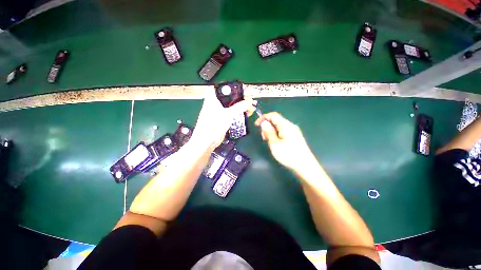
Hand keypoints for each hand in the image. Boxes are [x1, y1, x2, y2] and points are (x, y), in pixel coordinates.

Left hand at [192, 89, 253, 149]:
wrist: (207, 142)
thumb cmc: (213, 126)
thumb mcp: (227, 115)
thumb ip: (239, 107)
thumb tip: (249, 102)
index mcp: (213, 98)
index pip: (224, 87)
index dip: (234, 87)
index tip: (244, 90)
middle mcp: (216, 102)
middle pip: (230, 96)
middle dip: (241, 97)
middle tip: (250, 100)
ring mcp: (220, 110)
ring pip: (233, 104)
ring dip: (242, 105)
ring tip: (250, 108)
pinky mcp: (223, 118)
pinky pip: (233, 112)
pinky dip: (240, 112)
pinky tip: (246, 113)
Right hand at [254, 112, 316, 171]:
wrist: (305, 165)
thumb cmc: (288, 154)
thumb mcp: (275, 144)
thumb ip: (269, 132)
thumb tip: (264, 122)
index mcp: (285, 125)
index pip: (273, 115)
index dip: (263, 118)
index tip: (256, 125)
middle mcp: (290, 125)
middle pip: (276, 120)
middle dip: (267, 126)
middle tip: (264, 137)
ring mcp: (293, 131)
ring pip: (279, 126)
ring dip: (271, 131)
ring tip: (269, 141)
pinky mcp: (295, 136)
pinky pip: (283, 131)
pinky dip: (276, 134)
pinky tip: (275, 142)